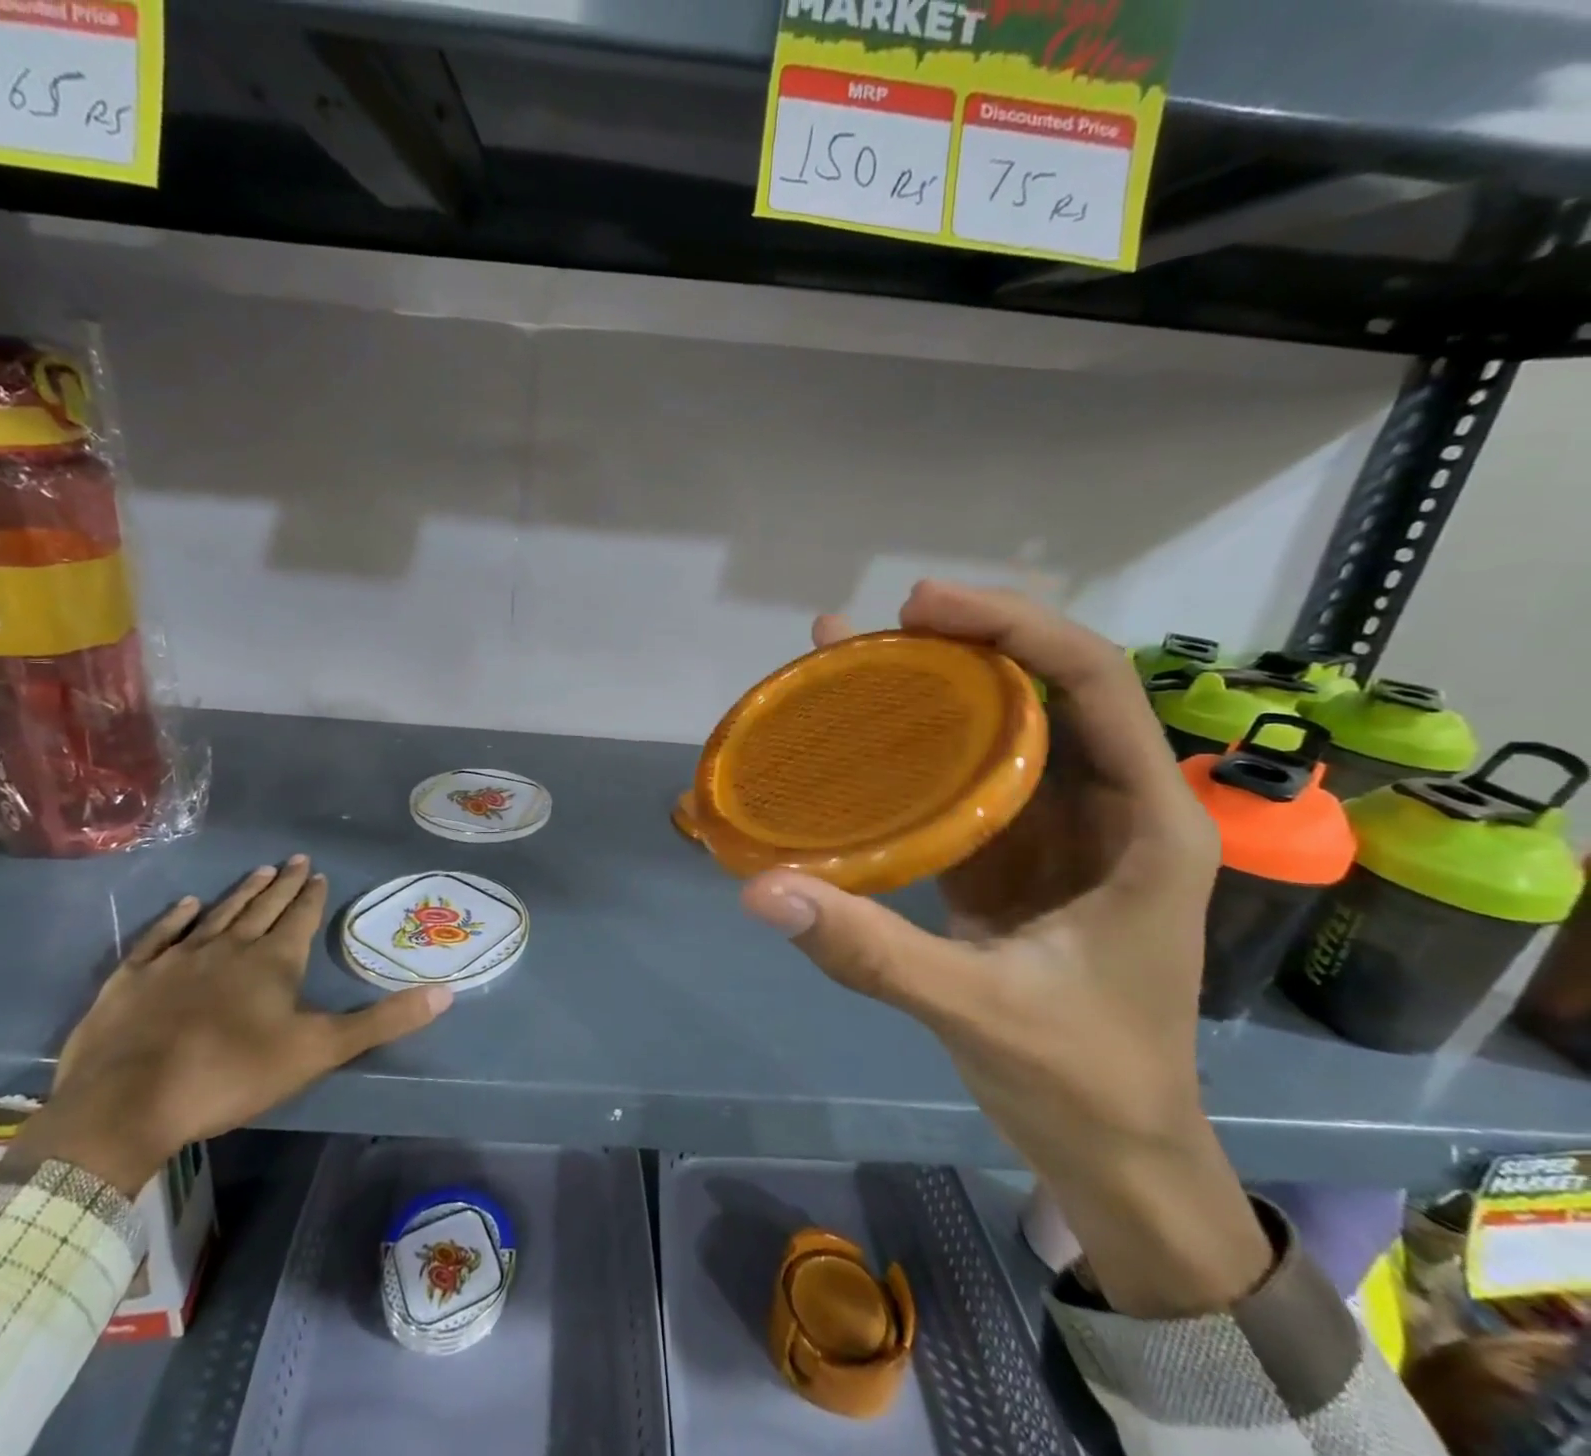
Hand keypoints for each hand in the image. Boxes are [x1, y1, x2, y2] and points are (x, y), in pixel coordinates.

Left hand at [13, 856, 451, 1192]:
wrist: (127, 1104)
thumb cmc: (232, 1074)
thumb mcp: (319, 1051)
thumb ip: (382, 1020)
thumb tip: (446, 993)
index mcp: (273, 961)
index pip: (300, 917)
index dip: (312, 895)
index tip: (319, 872)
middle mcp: (228, 947)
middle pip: (262, 907)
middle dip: (284, 884)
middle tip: (296, 859)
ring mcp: (177, 959)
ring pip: (217, 914)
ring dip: (241, 893)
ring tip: (259, 871)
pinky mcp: (132, 979)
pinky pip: (160, 936)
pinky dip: (175, 918)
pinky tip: (186, 904)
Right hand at [745, 584, 1269, 1316]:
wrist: (1112, 1152)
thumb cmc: (1083, 1082)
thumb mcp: (978, 1011)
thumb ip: (871, 949)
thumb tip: (761, 889)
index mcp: (1145, 824)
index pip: (1094, 683)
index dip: (1014, 627)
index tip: (923, 608)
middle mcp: (1107, 807)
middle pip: (1042, 689)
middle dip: (961, 643)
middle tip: (872, 627)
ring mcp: (1057, 831)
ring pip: (998, 729)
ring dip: (928, 688)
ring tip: (846, 655)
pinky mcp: (1012, 855)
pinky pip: (965, 779)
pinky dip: (912, 749)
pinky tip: (855, 736)